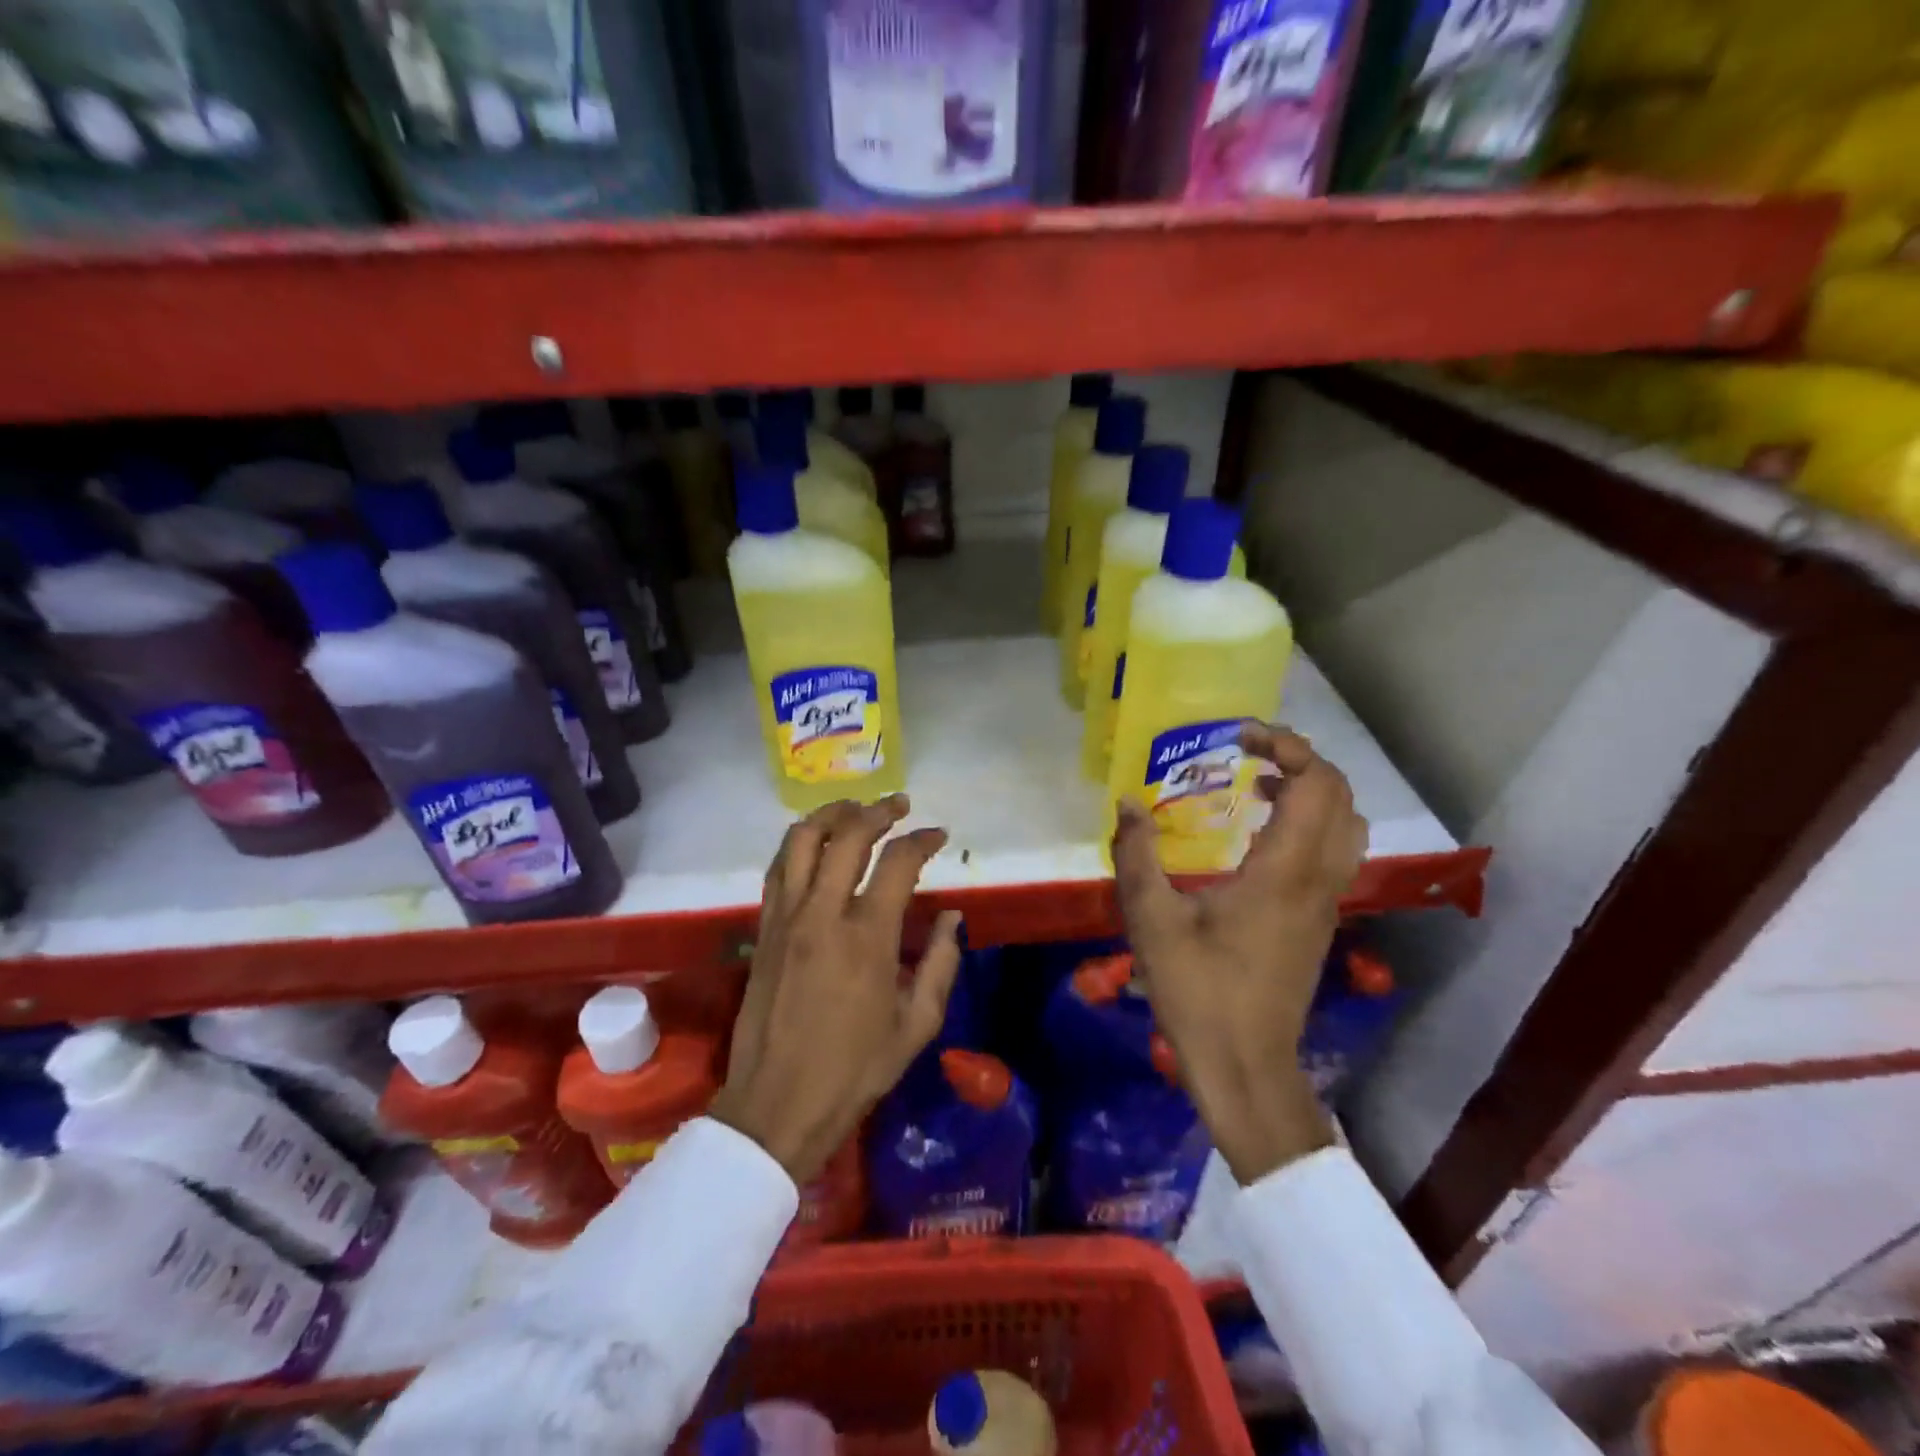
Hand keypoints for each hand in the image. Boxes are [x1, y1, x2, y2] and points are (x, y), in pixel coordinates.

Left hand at [711, 795, 962, 1184]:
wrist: (777, 1105)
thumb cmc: (854, 1071)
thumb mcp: (916, 1025)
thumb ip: (940, 964)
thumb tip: (951, 918)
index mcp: (866, 937)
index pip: (897, 862)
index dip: (922, 840)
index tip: (938, 834)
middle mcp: (822, 913)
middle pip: (847, 835)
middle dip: (878, 811)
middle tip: (899, 806)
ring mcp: (785, 918)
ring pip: (800, 840)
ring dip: (831, 815)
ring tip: (854, 810)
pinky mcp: (762, 929)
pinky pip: (777, 868)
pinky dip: (799, 844)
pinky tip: (815, 845)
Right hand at [1112, 725, 1367, 1184]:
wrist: (1245, 1067)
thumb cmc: (1198, 992)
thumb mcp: (1151, 920)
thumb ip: (1137, 855)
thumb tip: (1127, 803)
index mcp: (1283, 872)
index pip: (1315, 785)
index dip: (1286, 747)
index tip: (1239, 737)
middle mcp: (1317, 880)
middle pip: (1340, 797)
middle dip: (1300, 760)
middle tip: (1247, 753)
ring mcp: (1325, 903)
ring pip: (1346, 826)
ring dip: (1311, 792)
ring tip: (1256, 786)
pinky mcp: (1319, 922)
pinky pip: (1333, 853)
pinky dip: (1309, 823)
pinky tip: (1257, 837)